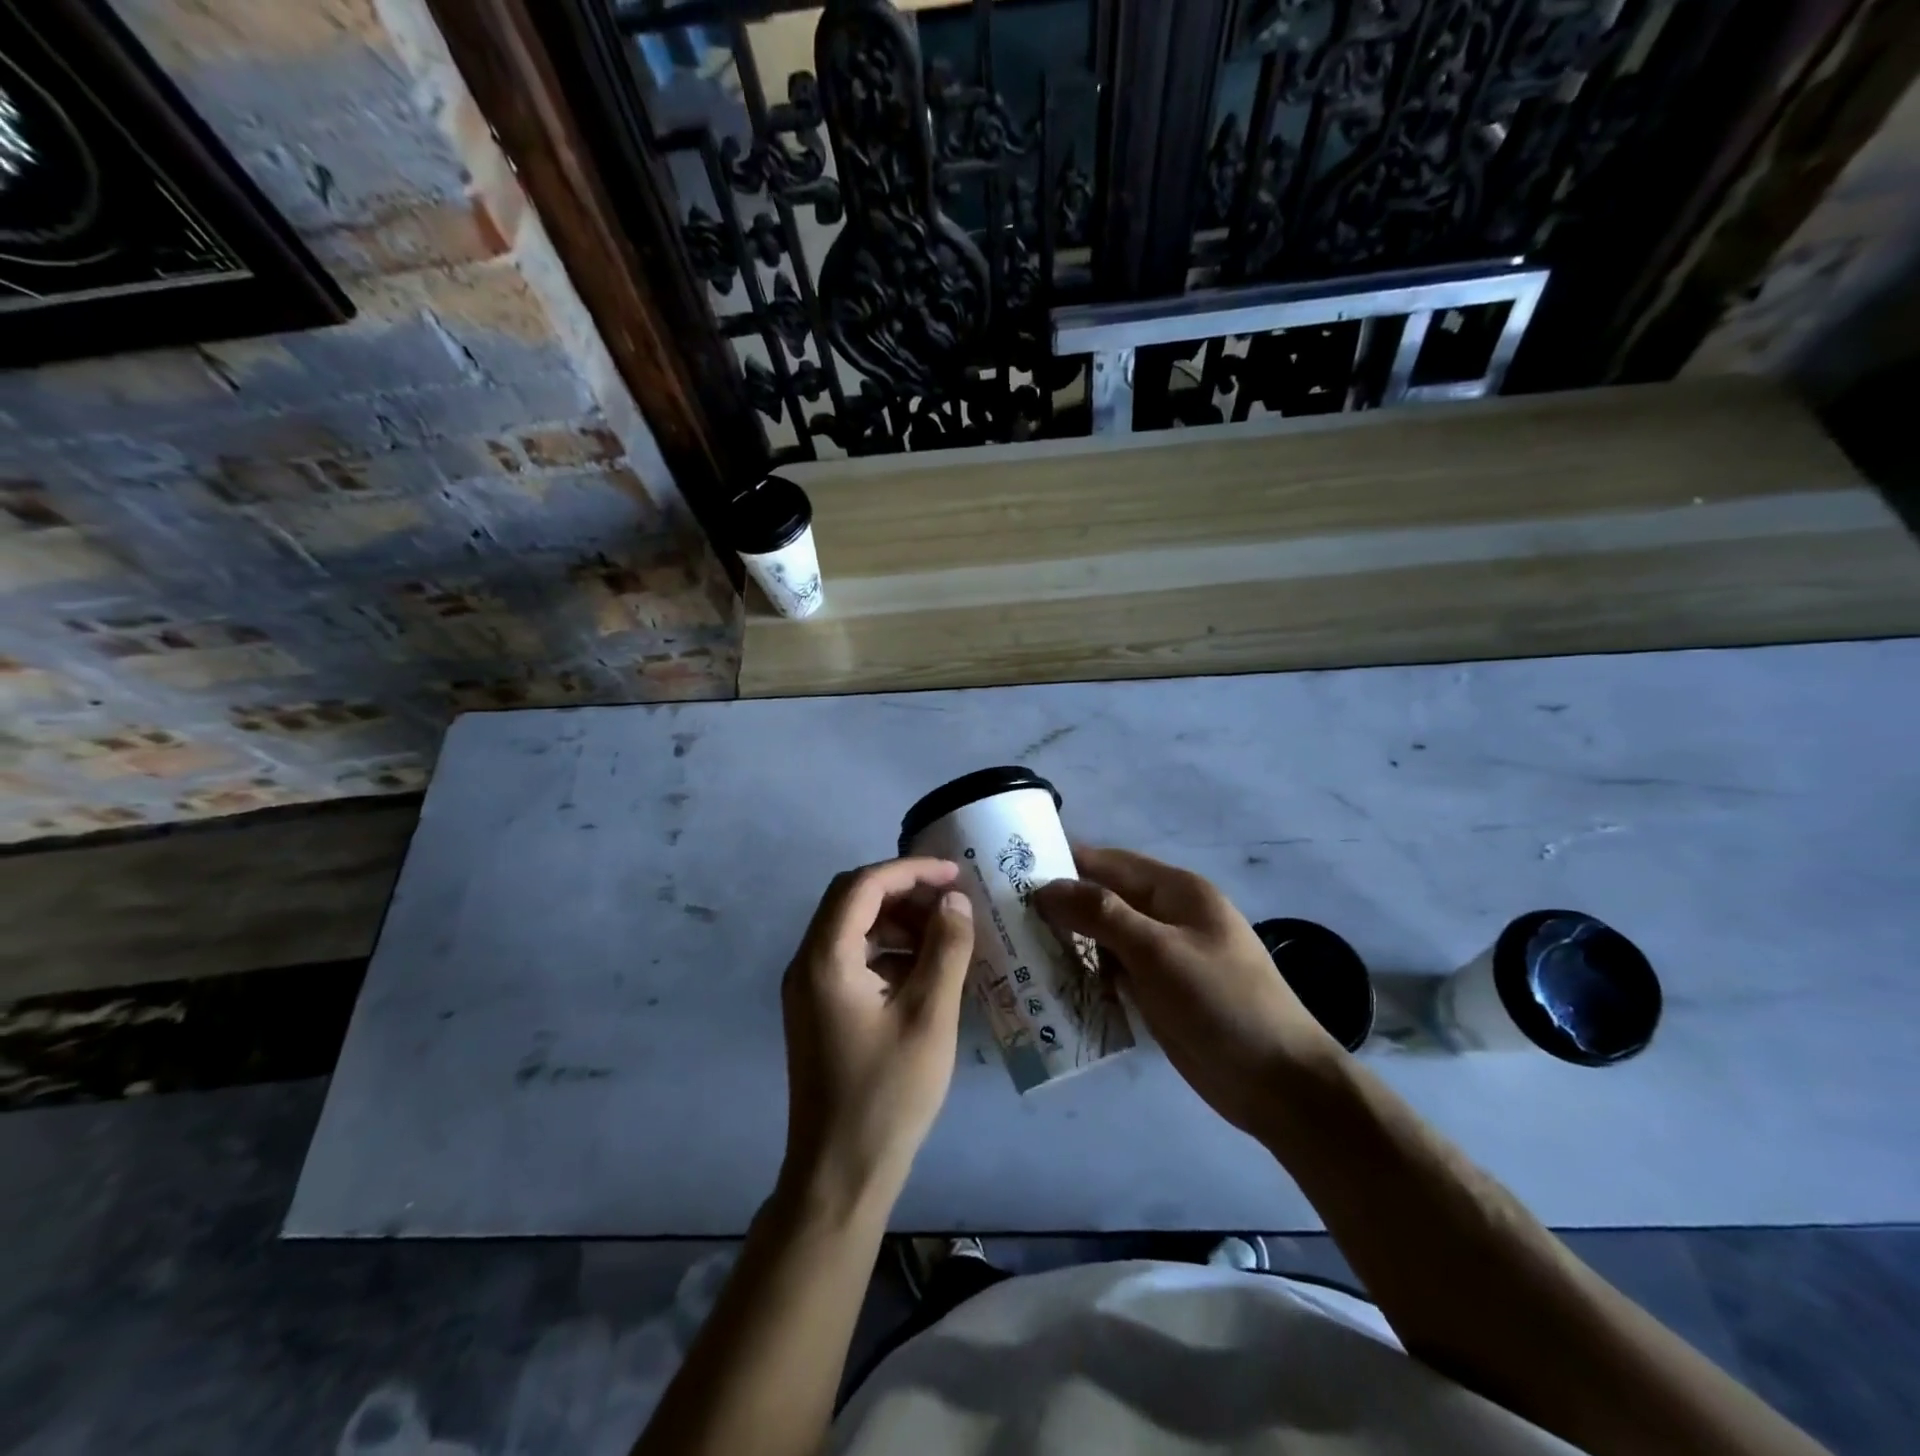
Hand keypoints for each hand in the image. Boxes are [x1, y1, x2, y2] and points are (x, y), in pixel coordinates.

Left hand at [779, 857, 974, 1218]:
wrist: (840, 1174)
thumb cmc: (888, 1094)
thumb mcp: (930, 1016)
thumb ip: (946, 949)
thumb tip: (955, 901)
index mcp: (826, 959)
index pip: (863, 886)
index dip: (910, 871)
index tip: (955, 874)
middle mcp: (807, 964)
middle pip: (852, 901)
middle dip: (904, 892)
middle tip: (952, 902)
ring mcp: (808, 988)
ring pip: (853, 929)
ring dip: (898, 923)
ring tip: (946, 935)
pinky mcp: (818, 1010)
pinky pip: (852, 959)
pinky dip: (888, 952)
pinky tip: (925, 971)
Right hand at [1034, 846, 1340, 1140]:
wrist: (1279, 1083)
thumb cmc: (1220, 1002)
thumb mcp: (1158, 951)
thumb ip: (1101, 914)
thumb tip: (1047, 887)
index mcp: (1176, 891)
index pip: (1108, 863)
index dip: (1063, 863)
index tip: (1011, 872)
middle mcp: (1168, 916)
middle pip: (1104, 900)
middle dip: (1059, 907)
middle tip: (1003, 917)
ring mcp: (1164, 957)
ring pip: (1104, 939)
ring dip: (1068, 944)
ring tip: (1014, 950)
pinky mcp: (1159, 994)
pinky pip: (1113, 974)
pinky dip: (1086, 976)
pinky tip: (1049, 985)